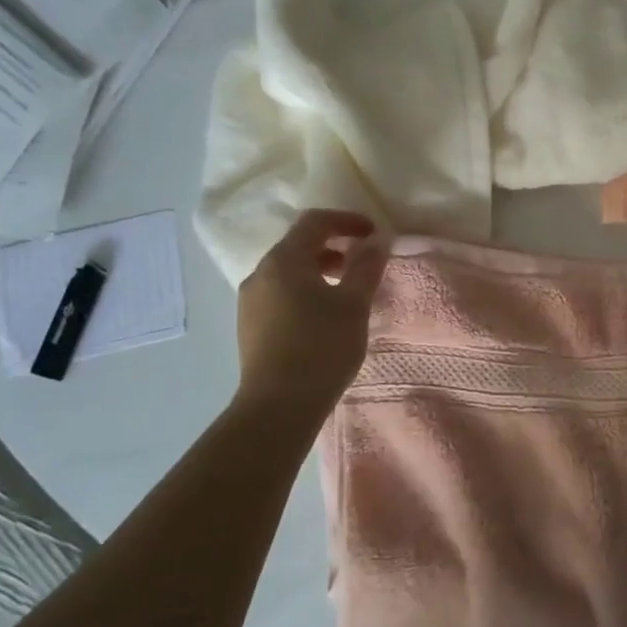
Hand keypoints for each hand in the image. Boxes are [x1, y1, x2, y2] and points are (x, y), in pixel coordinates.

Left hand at [235, 210, 389, 412]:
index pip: (314, 222)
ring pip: (288, 271)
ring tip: (346, 290)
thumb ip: (366, 267)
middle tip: (362, 260)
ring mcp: (250, 301)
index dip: (346, 220)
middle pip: (298, 245)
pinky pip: (280, 293)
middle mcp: (260, 273)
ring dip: (319, 269)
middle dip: (333, 245)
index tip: (373, 233)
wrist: (278, 406)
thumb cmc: (321, 347)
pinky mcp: (250, 326)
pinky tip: (323, 315)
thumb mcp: (353, 305)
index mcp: (283, 260)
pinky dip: (304, 290)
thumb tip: (376, 242)